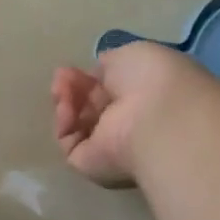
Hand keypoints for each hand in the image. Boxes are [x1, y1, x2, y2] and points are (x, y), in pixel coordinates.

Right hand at [52, 42, 203, 186]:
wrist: (157, 119)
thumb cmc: (154, 80)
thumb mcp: (132, 55)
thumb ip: (111, 64)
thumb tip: (98, 74)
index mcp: (146, 96)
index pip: (111, 88)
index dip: (91, 77)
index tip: (73, 68)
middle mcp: (129, 122)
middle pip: (91, 104)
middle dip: (74, 87)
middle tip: (63, 76)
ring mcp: (111, 146)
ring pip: (77, 122)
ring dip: (66, 101)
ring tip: (62, 89)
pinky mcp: (91, 164)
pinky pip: (69, 142)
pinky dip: (64, 123)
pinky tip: (67, 108)